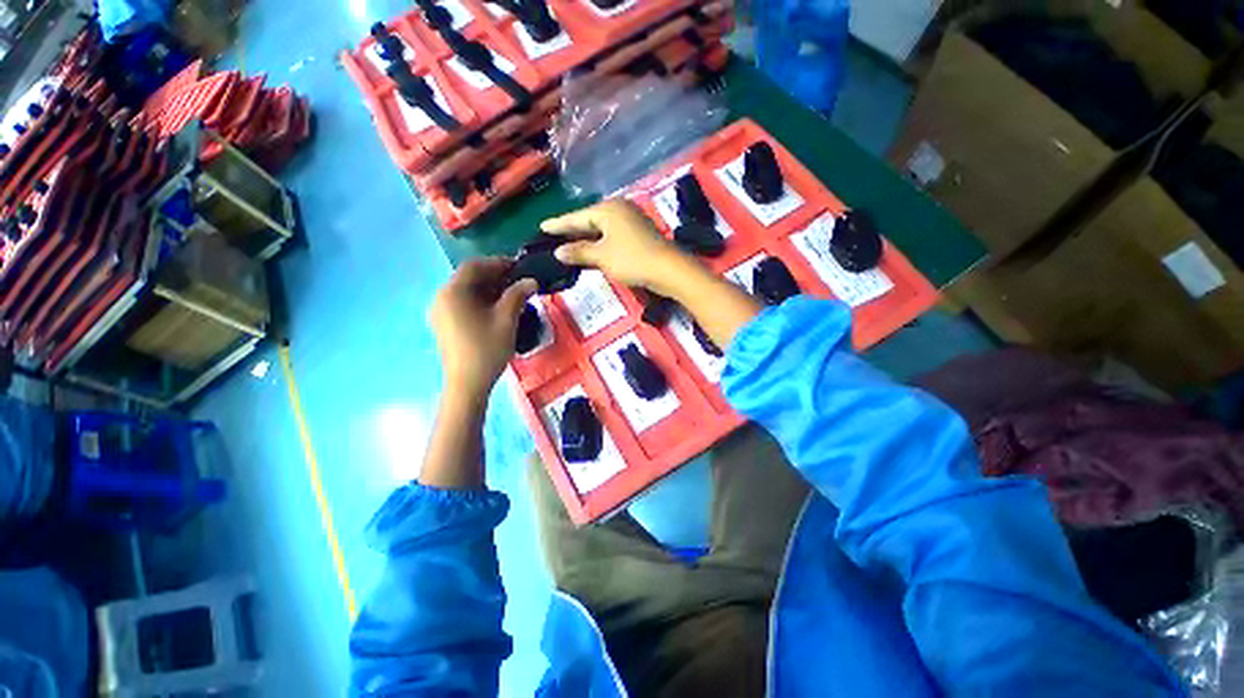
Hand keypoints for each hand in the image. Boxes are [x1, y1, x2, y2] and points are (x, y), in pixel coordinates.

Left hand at [429, 258, 538, 399]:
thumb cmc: (487, 348)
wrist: (467, 383)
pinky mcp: (445, 324)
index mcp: (453, 292)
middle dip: (495, 276)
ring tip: (512, 295)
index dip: (498, 263)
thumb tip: (531, 281)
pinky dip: (481, 301)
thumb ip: (518, 295)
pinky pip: (463, 304)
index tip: (519, 267)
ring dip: (489, 289)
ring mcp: (441, 312)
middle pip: (469, 277)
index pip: (474, 266)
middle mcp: (442, 297)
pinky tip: (498, 309)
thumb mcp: (506, 319)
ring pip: (467, 291)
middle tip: (519, 281)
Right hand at [541, 199, 692, 295]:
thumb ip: (579, 252)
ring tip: (569, 245)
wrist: (667, 269)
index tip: (542, 226)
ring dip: (586, 239)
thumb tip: (558, 252)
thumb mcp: (601, 256)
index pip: (576, 217)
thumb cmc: (631, 259)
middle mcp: (619, 210)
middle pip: (589, 220)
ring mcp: (631, 221)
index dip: (558, 224)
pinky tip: (592, 251)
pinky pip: (612, 236)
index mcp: (607, 209)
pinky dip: (600, 244)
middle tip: (553, 236)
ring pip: (601, 229)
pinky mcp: (639, 234)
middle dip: (572, 230)